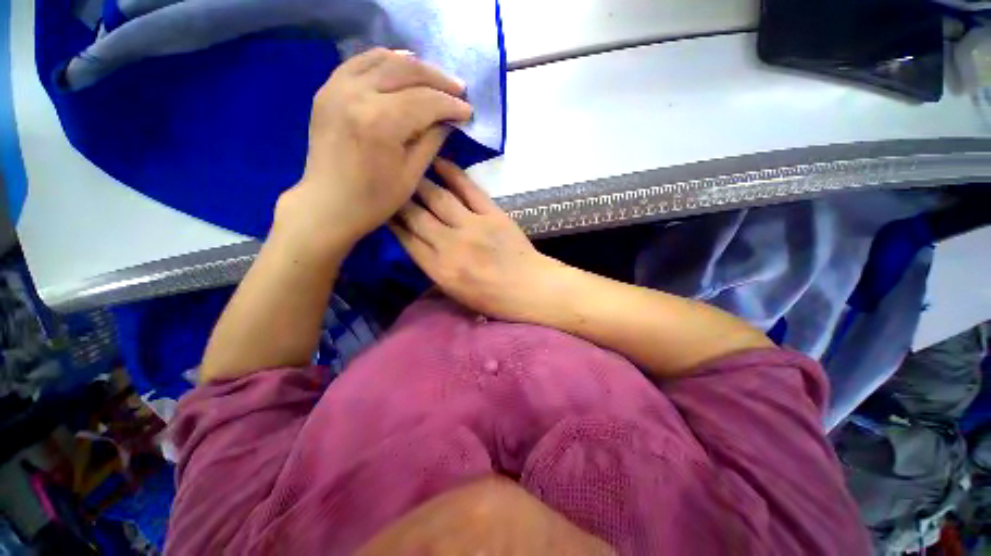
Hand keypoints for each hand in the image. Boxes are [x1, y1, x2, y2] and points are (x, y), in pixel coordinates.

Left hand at [275, 48, 472, 256]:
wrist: (329, 204)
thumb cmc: (375, 199)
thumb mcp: (412, 175)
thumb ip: (432, 141)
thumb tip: (448, 120)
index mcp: (381, 122)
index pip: (425, 101)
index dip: (450, 105)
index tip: (468, 110)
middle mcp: (358, 94)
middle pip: (406, 71)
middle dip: (437, 79)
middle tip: (459, 89)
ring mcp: (337, 87)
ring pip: (383, 59)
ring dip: (414, 66)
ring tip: (435, 77)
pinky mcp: (328, 89)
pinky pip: (360, 62)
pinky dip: (385, 61)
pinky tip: (402, 67)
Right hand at [389, 159, 564, 321]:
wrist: (530, 288)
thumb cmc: (493, 298)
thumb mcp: (456, 295)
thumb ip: (433, 272)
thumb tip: (416, 248)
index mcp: (440, 269)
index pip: (406, 239)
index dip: (390, 221)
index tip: (381, 208)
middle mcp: (451, 245)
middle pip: (416, 215)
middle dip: (398, 199)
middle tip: (387, 183)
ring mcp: (473, 226)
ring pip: (437, 198)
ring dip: (419, 182)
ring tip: (406, 168)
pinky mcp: (493, 214)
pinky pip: (468, 189)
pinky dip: (452, 173)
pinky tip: (438, 162)